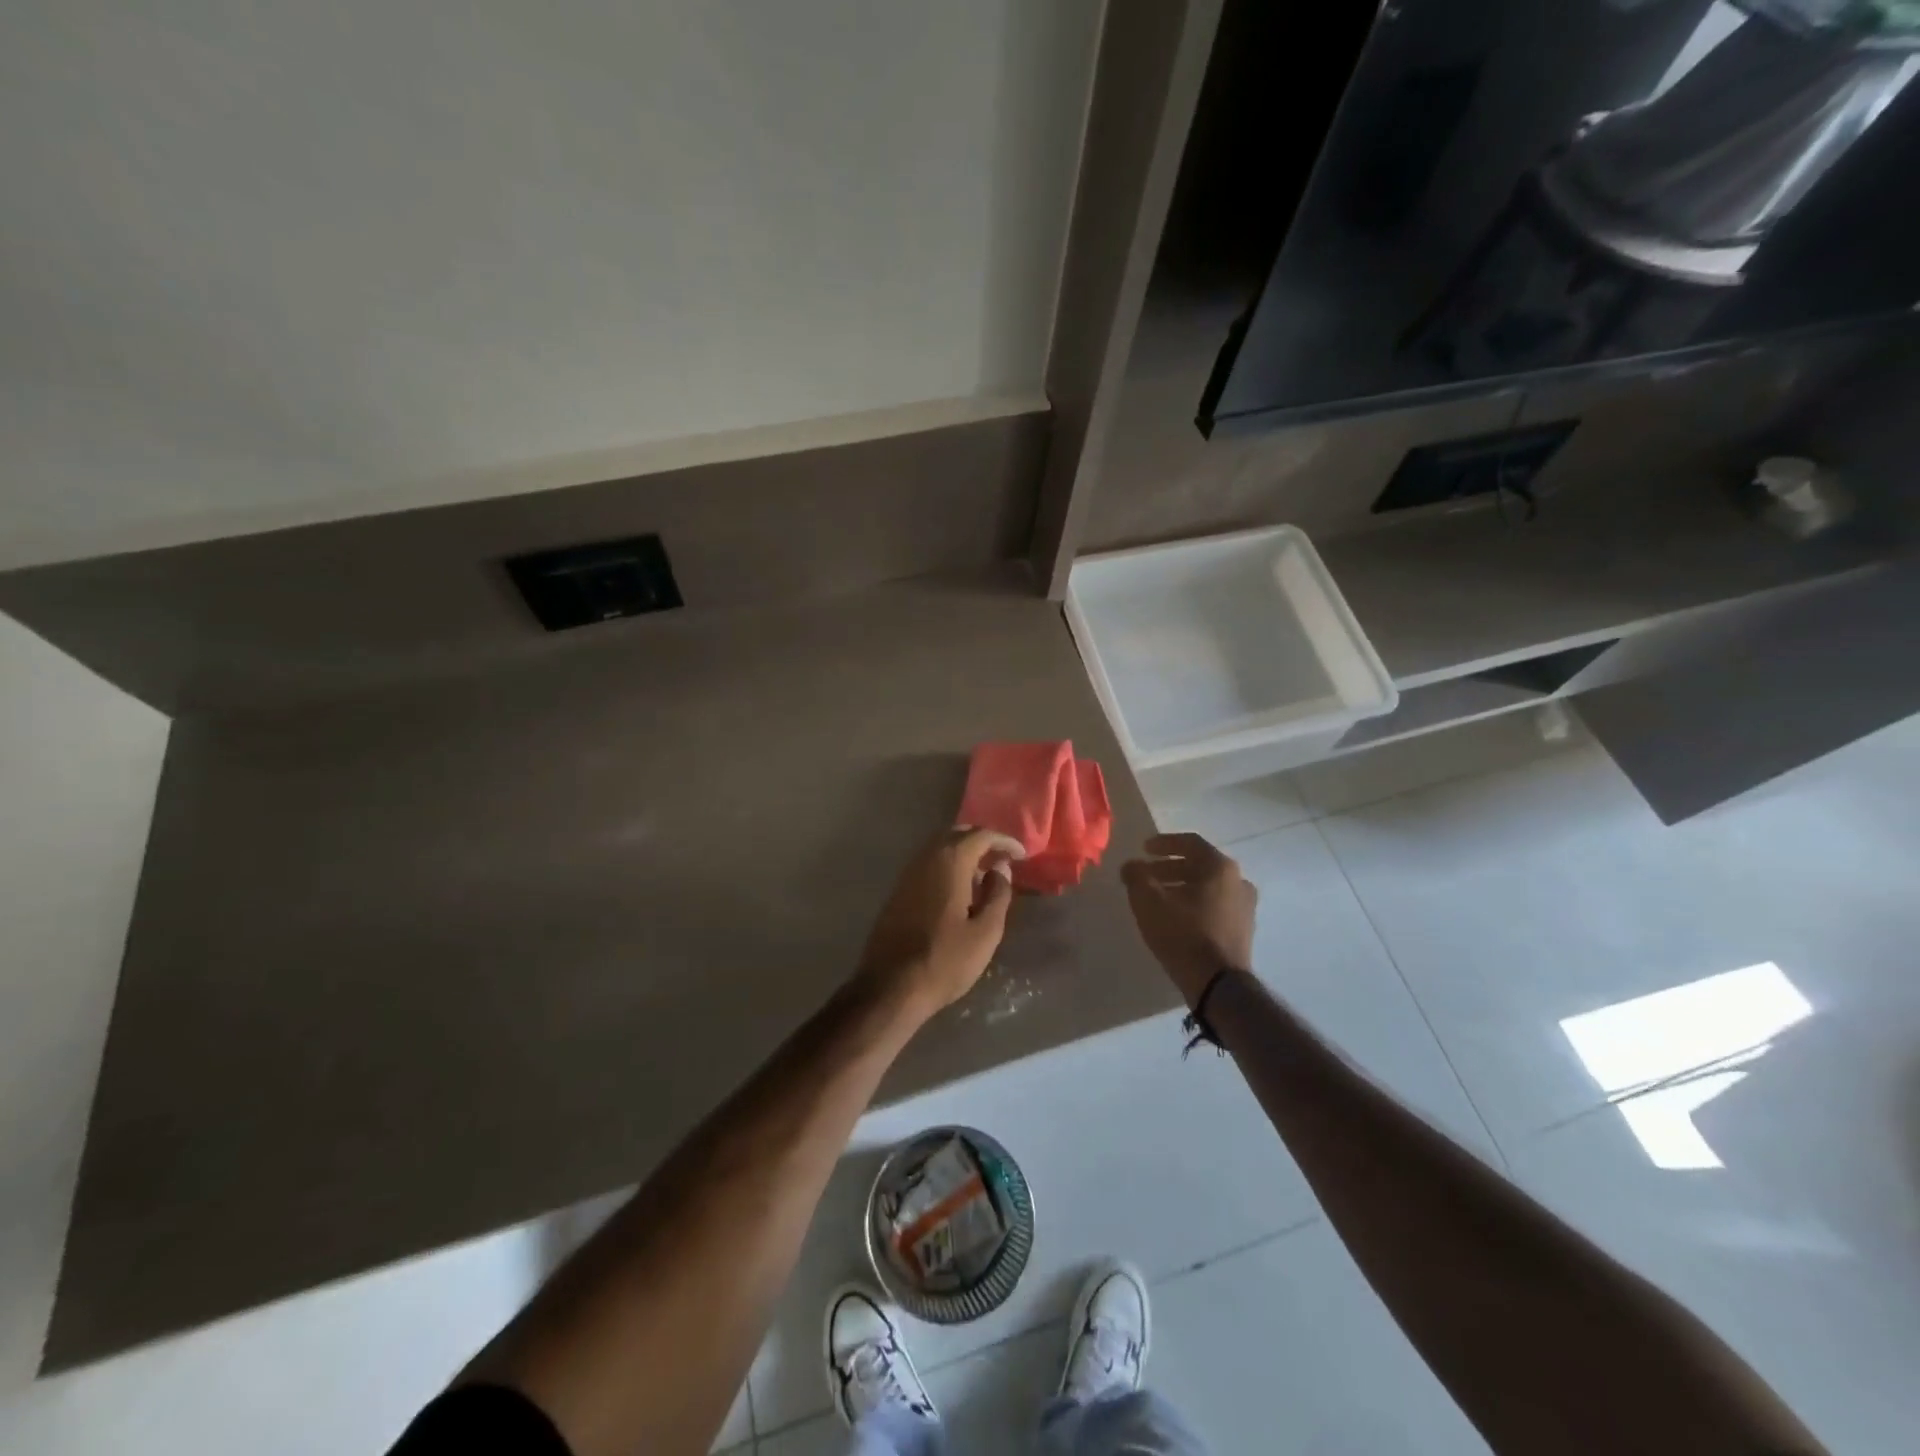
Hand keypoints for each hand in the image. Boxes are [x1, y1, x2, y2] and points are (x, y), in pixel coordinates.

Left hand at [856, 828, 1017, 1017]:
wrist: (890, 987)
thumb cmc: (945, 961)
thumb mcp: (985, 932)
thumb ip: (997, 895)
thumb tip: (1000, 869)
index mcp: (949, 862)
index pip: (980, 836)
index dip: (1004, 841)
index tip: (1022, 855)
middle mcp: (925, 859)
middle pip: (956, 835)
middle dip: (982, 841)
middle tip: (1003, 859)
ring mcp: (907, 874)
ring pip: (939, 849)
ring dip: (963, 854)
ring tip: (984, 876)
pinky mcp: (898, 892)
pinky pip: (928, 865)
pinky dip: (947, 867)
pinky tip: (959, 891)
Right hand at [1121, 832, 1257, 1005]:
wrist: (1218, 984)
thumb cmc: (1183, 933)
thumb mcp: (1148, 901)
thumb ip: (1136, 876)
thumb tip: (1131, 866)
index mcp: (1220, 867)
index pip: (1190, 842)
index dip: (1164, 843)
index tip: (1143, 849)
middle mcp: (1238, 881)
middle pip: (1199, 865)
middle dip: (1169, 868)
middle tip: (1146, 875)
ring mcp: (1245, 907)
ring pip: (1207, 887)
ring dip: (1180, 887)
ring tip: (1156, 898)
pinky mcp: (1243, 930)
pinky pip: (1214, 906)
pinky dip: (1194, 904)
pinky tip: (1175, 917)